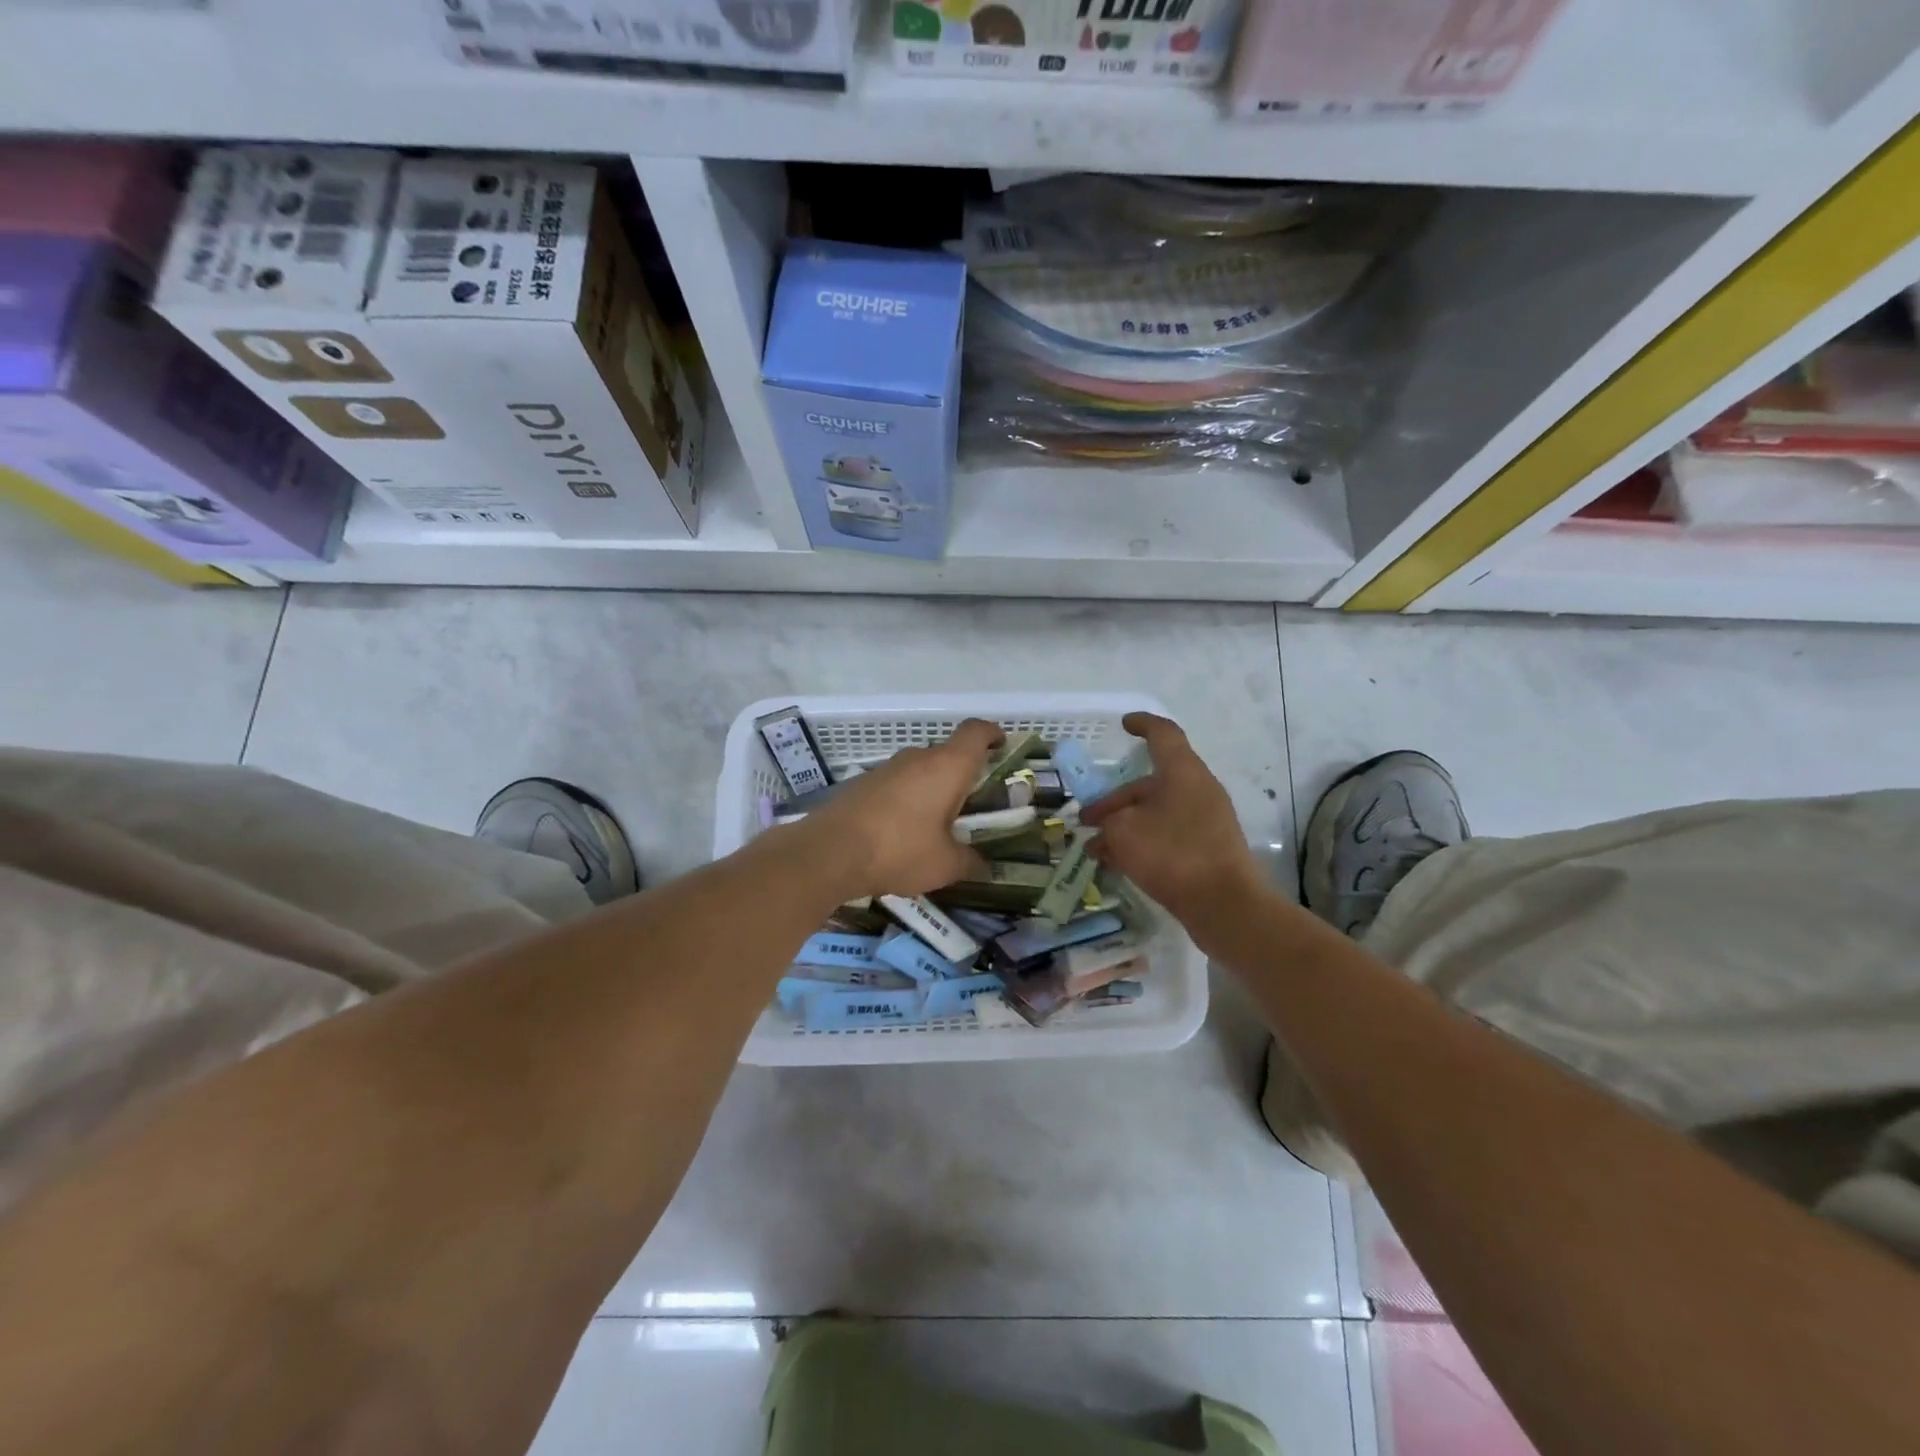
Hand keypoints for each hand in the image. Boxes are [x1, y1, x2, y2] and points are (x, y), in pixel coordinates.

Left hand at [797, 718, 1001, 899]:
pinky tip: (904, 833)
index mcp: (947, 766)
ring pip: (921, 771)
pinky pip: (897, 785)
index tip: (1001, 746)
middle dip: (963, 776)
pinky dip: (908, 801)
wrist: (828, 852)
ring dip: (933, 790)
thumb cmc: (899, 850)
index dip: (992, 734)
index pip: (976, 732)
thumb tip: (983, 865)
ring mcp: (886, 768)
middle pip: (948, 754)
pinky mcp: (863, 784)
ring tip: (938, 827)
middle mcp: (917, 758)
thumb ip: (970, 861)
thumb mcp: (944, 865)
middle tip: (973, 807)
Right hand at [1081, 713, 1264, 924]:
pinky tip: (1117, 863)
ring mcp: (1206, 820)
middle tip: (1087, 818)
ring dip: (1125, 825)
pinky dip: (1142, 841)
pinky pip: (1167, 834)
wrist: (1224, 905)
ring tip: (1095, 848)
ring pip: (1156, 812)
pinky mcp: (1207, 848)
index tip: (1124, 724)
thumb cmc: (1172, 854)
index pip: (1163, 734)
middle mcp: (1198, 789)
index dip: (1142, 725)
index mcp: (1183, 771)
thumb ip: (1109, 819)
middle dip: (1115, 798)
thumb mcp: (1124, 831)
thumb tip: (1109, 823)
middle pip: (1152, 782)